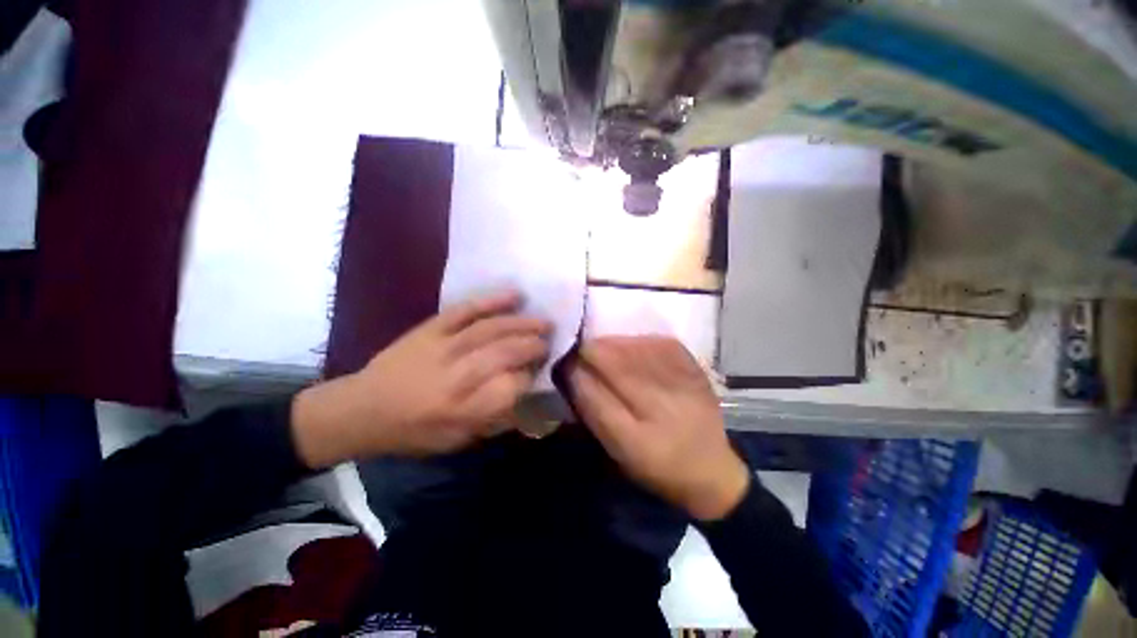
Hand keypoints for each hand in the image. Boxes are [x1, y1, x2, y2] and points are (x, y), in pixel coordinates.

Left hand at [291, 291, 551, 468]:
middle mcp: (455, 378)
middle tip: (550, 341)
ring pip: (492, 329)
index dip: (532, 377)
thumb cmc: (414, 432)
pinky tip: (515, 295)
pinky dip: (492, 300)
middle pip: (506, 354)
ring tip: (544, 322)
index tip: (541, 371)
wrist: (363, 409)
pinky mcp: (431, 328)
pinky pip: (465, 309)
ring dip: (523, 323)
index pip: (512, 388)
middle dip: (534, 346)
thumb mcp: (458, 440)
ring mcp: (442, 347)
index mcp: (462, 411)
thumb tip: (527, 392)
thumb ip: (496, 418)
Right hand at [567, 337, 749, 520]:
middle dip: (591, 352)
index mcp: (636, 443)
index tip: (564, 361)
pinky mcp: (696, 373)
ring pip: (637, 351)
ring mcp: (682, 388)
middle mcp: (661, 412)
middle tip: (579, 348)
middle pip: (616, 368)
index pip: (594, 397)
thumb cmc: (657, 468)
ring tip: (601, 345)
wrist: (712, 470)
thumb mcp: (619, 455)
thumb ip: (595, 415)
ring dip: (612, 344)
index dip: (575, 374)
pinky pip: (661, 345)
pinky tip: (630, 345)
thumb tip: (575, 375)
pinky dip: (639, 342)